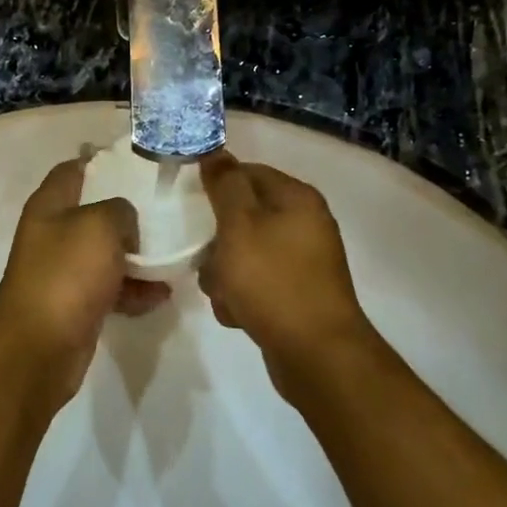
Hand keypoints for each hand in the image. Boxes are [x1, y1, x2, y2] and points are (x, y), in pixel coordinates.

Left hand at [0, 158, 170, 408]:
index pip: (73, 169)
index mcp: (49, 205)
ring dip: (137, 256)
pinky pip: (111, 288)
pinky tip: (161, 294)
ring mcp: (64, 271)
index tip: (138, 160)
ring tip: (173, 255)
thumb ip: (119, 210)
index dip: (101, 160)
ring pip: (106, 253)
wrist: (40, 347)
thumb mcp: (99, 225)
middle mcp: (53, 234)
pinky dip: (134, 290)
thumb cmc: (66, 273)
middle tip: (166, 209)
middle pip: (94, 212)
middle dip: (129, 212)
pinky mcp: (76, 304)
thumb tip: (124, 223)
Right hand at [197, 151, 383, 400]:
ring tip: (225, 295)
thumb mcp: (240, 225)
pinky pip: (256, 284)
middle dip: (217, 241)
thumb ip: (226, 185)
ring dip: (224, 274)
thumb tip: (216, 151)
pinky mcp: (296, 294)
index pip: (248, 173)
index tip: (190, 206)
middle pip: (243, 216)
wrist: (316, 354)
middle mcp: (304, 225)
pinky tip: (237, 315)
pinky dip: (242, 297)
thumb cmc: (273, 281)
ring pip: (244, 254)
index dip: (217, 186)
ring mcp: (302, 262)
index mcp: (296, 199)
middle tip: (208, 260)